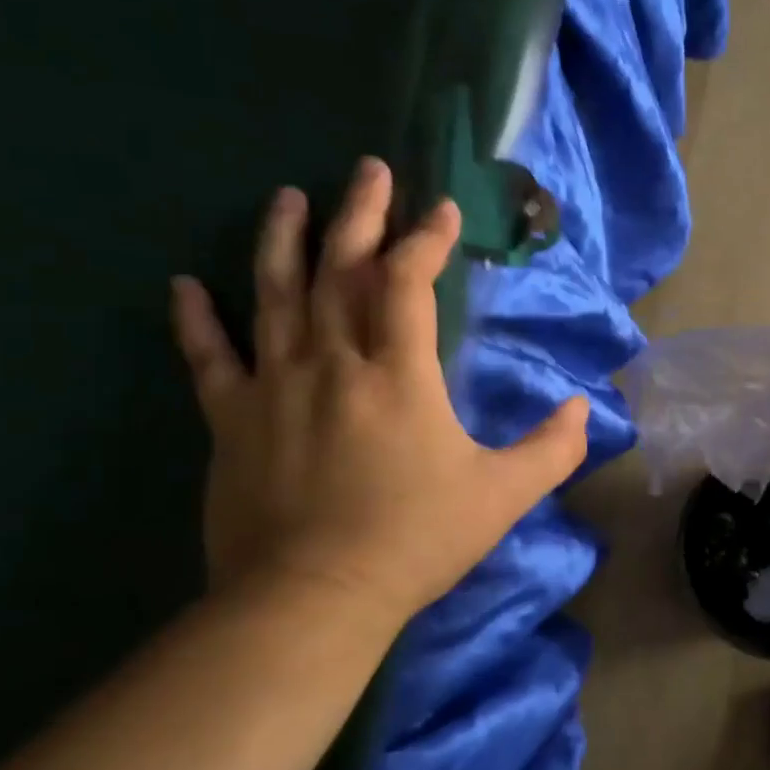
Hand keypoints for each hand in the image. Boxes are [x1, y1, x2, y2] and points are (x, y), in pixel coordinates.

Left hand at [169, 158, 588, 621]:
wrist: (313, 600)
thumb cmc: (415, 541)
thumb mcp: (503, 497)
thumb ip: (553, 449)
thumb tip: (584, 409)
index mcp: (399, 375)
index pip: (409, 284)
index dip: (426, 239)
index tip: (442, 209)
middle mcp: (332, 363)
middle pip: (342, 270)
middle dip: (359, 213)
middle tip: (369, 169)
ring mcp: (273, 387)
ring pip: (275, 295)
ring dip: (282, 240)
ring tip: (288, 197)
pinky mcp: (230, 420)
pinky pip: (208, 358)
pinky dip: (195, 320)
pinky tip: (184, 285)